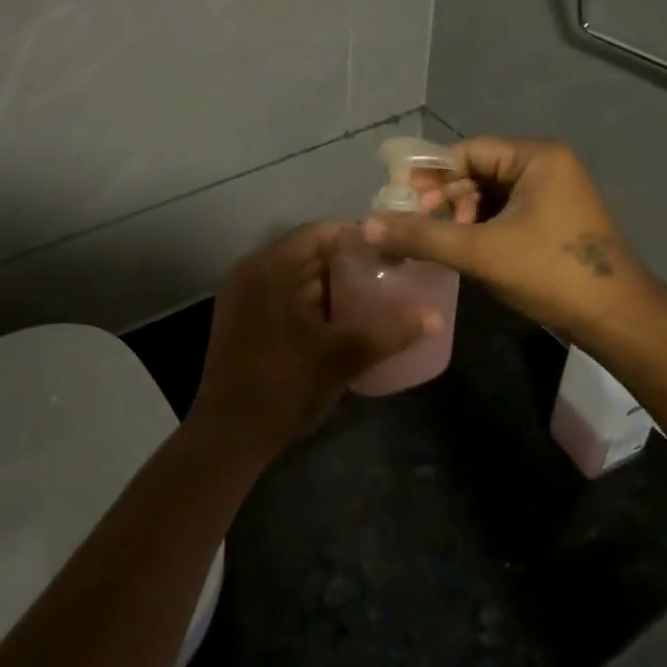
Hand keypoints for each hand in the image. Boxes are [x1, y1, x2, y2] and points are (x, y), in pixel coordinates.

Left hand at [188, 222, 439, 459]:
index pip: (319, 233)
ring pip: (293, 276)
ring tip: (371, 296)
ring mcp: (241, 296)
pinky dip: (309, 300)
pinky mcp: (239, 319)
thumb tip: (435, 317)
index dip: (356, 237)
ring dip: (328, 283)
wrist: (230, 434)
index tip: (390, 249)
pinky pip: (280, 295)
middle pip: (305, 253)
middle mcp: (251, 271)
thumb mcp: (344, 356)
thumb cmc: (286, 384)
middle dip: (346, 263)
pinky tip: (339, 320)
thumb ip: (391, 332)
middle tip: (387, 274)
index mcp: (271, 267)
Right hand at [363, 137, 653, 338]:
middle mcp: (547, 166)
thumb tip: (368, 226)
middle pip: (476, 171)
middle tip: (416, 224)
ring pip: (489, 194)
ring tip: (439, 241)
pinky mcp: (553, 220)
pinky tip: (462, 249)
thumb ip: (422, 236)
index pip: (467, 151)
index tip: (401, 201)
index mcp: (537, 157)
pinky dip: (479, 227)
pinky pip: (504, 212)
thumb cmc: (550, 273)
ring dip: (459, 215)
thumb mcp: (480, 252)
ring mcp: (553, 193)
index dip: (429, 175)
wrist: (617, 320)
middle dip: (444, 198)